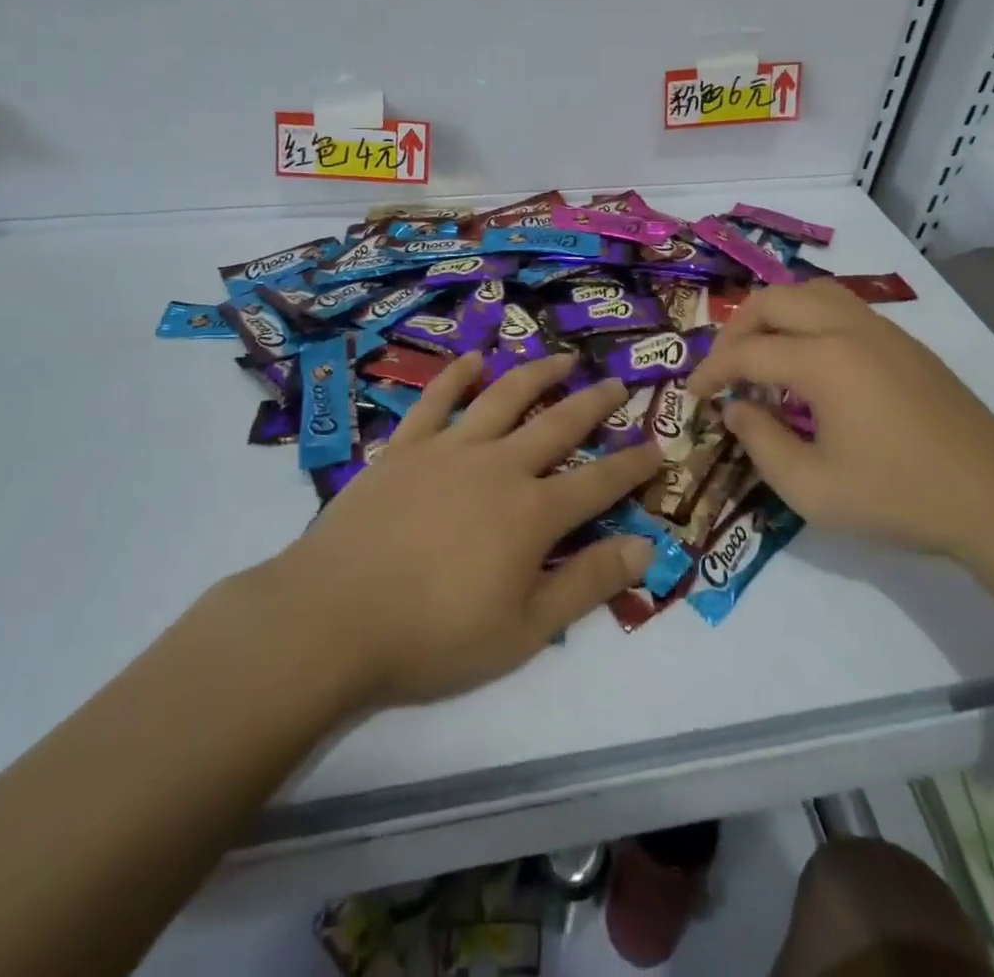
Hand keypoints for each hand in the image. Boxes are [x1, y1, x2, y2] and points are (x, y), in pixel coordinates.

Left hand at [259, 352, 660, 709]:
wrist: (334, 618)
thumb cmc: (434, 636)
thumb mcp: (524, 630)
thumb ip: (587, 584)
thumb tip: (645, 547)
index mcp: (533, 512)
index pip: (600, 482)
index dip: (634, 464)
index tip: (659, 446)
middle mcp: (499, 465)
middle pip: (558, 423)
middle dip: (595, 403)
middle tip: (618, 383)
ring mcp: (449, 448)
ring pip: (504, 396)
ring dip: (538, 373)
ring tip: (562, 357)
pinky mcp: (405, 446)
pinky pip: (436, 399)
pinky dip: (458, 375)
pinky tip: (474, 360)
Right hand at [687, 280, 993, 558]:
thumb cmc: (897, 497)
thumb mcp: (811, 488)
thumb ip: (760, 443)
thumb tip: (736, 409)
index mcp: (823, 360)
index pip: (747, 351)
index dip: (711, 371)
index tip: (692, 395)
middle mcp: (849, 329)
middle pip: (774, 300)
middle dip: (737, 329)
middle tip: (724, 370)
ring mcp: (883, 331)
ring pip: (811, 292)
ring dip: (775, 315)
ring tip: (763, 355)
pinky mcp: (906, 344)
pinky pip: (842, 308)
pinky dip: (808, 320)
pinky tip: (811, 364)